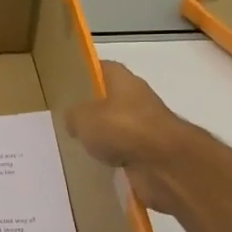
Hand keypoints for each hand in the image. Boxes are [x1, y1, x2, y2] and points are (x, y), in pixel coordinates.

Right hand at [65, 60, 191, 213]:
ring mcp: (145, 125)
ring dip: (102, 136)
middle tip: (67, 119)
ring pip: (116, 126)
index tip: (66, 85)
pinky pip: (124, 150)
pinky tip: (96, 163)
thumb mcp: (83, 117)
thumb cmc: (123, 128)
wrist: (165, 163)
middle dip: (90, 109)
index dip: (83, 74)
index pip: (99, 68)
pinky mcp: (150, 151)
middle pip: (108, 99)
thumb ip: (73, 115)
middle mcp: (136, 97)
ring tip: (77, 144)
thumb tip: (73, 120)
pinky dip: (113, 156)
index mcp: (122, 79)